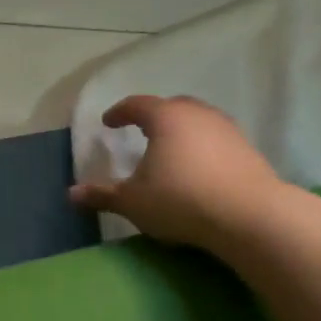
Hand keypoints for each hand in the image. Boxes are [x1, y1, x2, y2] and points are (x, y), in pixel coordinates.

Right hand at [70, 94, 290, 248]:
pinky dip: (202, 145)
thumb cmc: (181, 200)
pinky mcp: (247, 147)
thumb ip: (103, 195)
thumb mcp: (133, 202)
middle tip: (141, 131)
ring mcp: (226, 128)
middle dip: (153, 116)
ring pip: (197, 120)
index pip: (136, 104)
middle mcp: (196, 113)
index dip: (119, 112)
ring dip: (180, 130)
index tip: (109, 123)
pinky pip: (216, 138)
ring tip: (170, 149)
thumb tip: (71, 194)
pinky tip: (198, 167)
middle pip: (170, 106)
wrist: (249, 215)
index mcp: (165, 117)